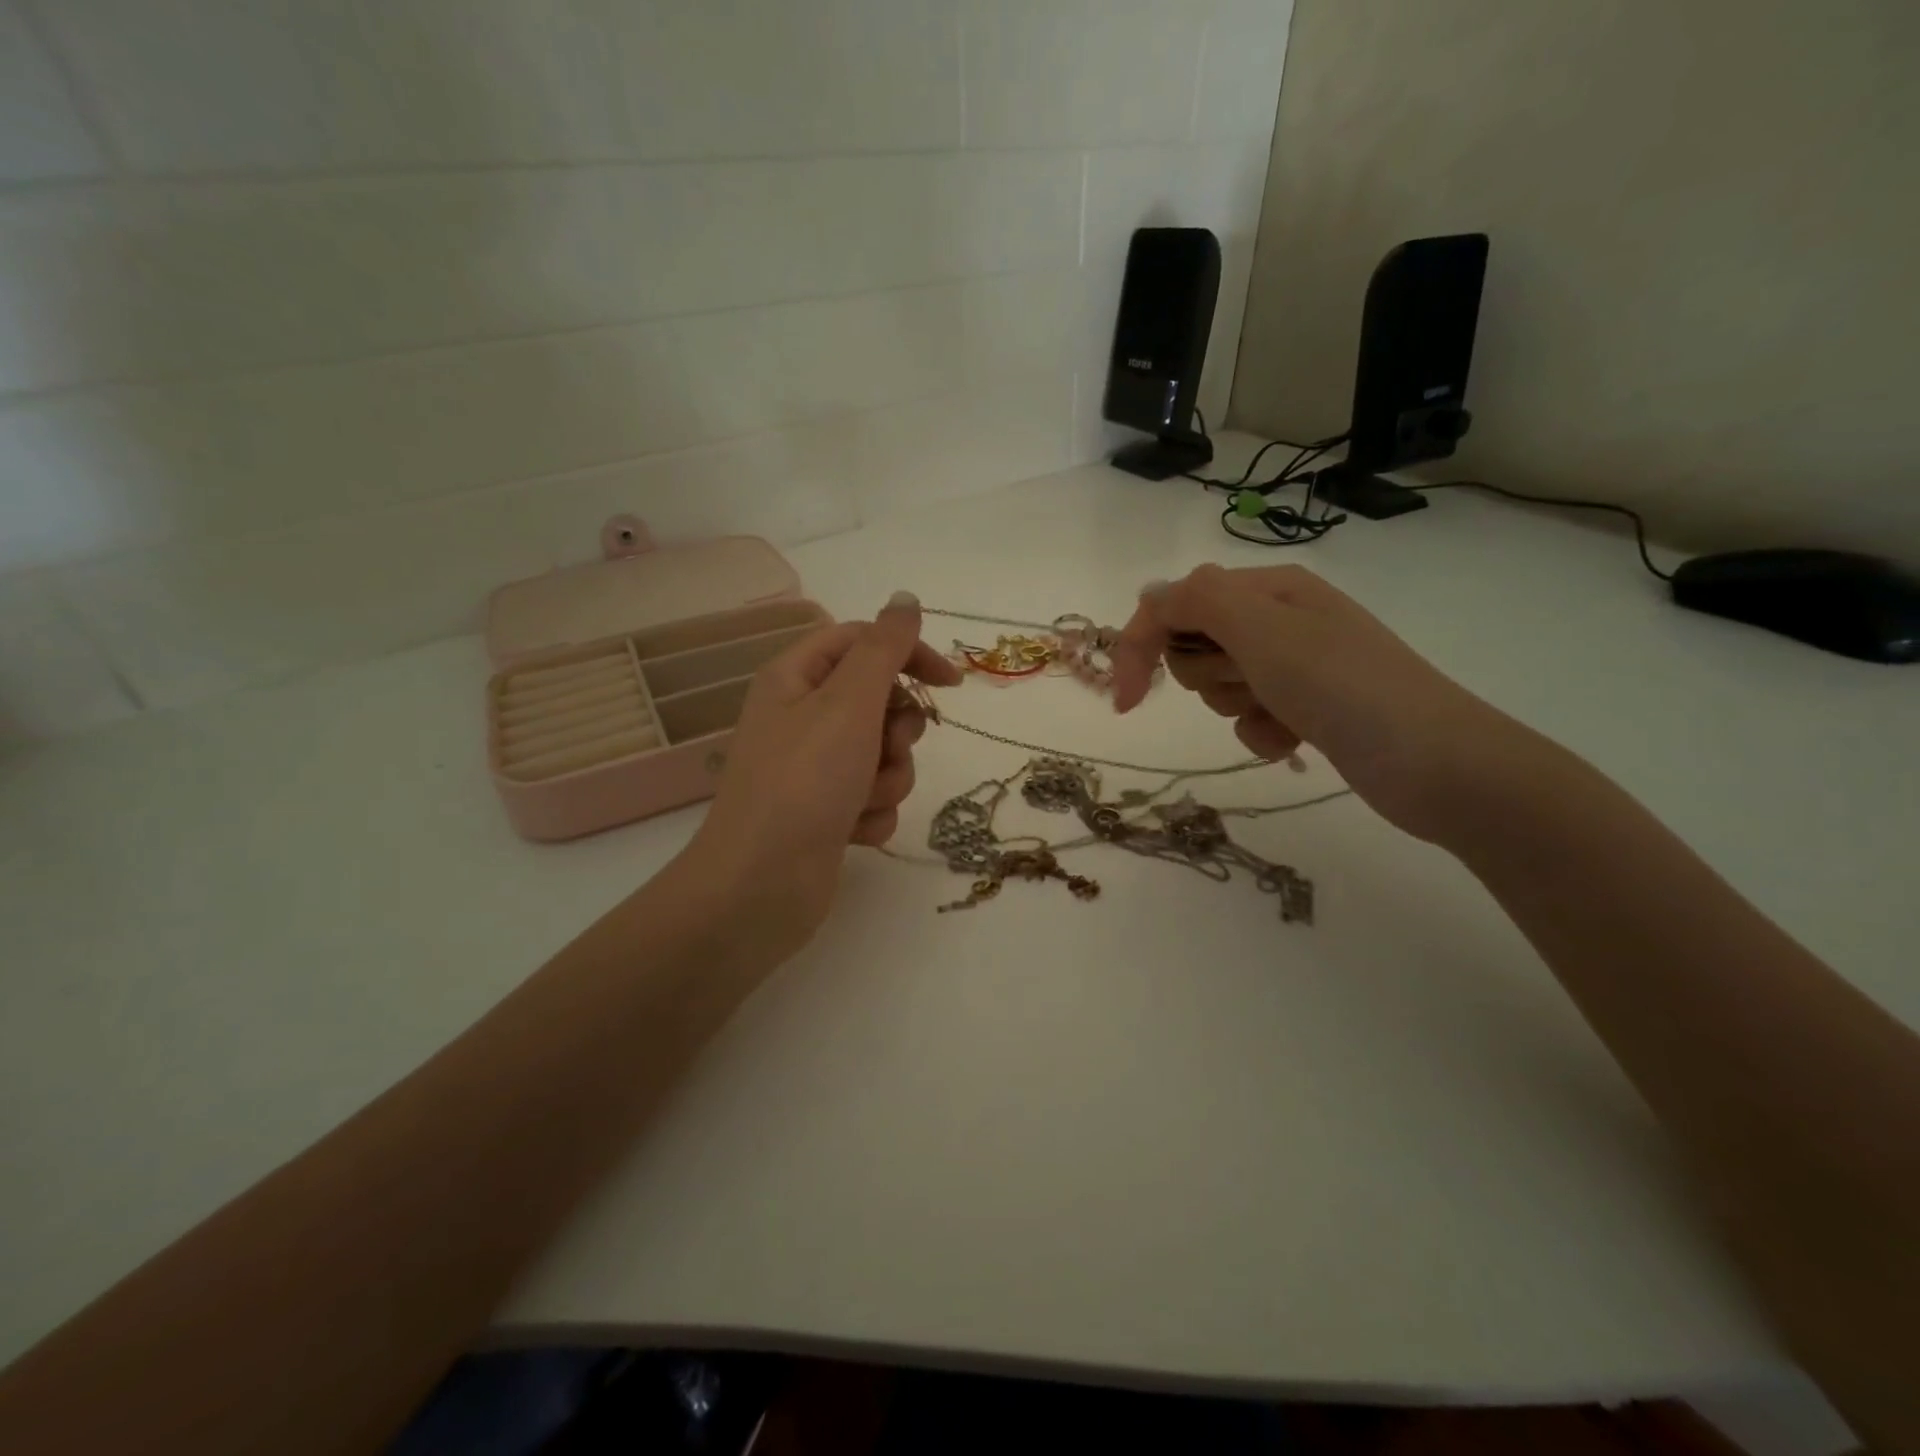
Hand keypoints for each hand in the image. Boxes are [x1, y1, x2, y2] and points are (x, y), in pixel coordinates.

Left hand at [685, 592, 962, 955]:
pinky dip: (872, 813)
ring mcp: (814, 768)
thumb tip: (905, 598)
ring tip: (860, 800)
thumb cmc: (803, 783)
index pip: (863, 642)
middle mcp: (802, 717)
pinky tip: (851, 832)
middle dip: (896, 731)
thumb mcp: (848, 703)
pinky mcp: (826, 812)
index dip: (908, 654)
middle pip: (879, 702)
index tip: (951, 683)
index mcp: (795, 678)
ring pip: (884, 755)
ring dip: (887, 778)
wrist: (760, 887)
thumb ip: (884, 648)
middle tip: (884, 747)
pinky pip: (874, 797)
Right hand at [1112, 564, 1520, 844]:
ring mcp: (1296, 665)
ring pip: (1221, 684)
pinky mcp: (1307, 707)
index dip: (1142, 646)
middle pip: (1196, 644)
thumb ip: (1197, 601)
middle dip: (1209, 675)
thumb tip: (1150, 595)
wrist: (1435, 763)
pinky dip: (1262, 734)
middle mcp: (1280, 619)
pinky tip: (1294, 742)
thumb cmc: (1343, 687)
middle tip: (1250, 684)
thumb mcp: (1263, 630)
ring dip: (1238, 707)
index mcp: (1268, 588)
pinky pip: (1251, 718)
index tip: (1128, 702)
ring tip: (1282, 713)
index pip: (1175, 603)